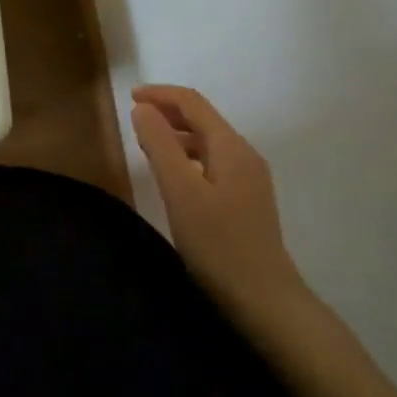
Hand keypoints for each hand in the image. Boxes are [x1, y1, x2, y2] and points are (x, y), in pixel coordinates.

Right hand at [132, 85, 306, 322]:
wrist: (266, 303)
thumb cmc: (219, 244)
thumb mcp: (181, 191)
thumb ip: (160, 145)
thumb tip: (143, 109)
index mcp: (231, 146)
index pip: (192, 102)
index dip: (160, 94)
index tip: (130, 97)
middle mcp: (244, 155)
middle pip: (202, 118)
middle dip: (168, 112)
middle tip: (135, 119)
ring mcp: (248, 179)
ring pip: (207, 142)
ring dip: (176, 135)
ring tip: (147, 145)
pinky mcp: (246, 201)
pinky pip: (211, 162)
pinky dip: (187, 157)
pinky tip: (174, 177)